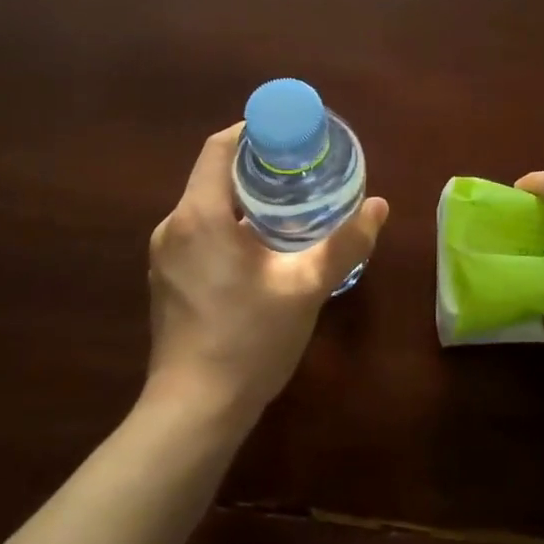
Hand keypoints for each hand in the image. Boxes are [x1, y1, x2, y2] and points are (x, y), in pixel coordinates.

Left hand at [147, 124, 388, 422]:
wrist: (195, 410)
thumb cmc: (248, 340)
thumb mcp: (305, 288)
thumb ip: (344, 244)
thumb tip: (379, 206)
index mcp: (200, 215)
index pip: (218, 149)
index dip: (252, 133)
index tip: (289, 136)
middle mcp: (174, 227)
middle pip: (213, 176)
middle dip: (256, 169)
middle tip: (302, 172)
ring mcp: (165, 257)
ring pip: (206, 208)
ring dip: (244, 200)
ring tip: (289, 208)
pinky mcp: (167, 281)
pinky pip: (199, 234)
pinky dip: (229, 227)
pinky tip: (262, 249)